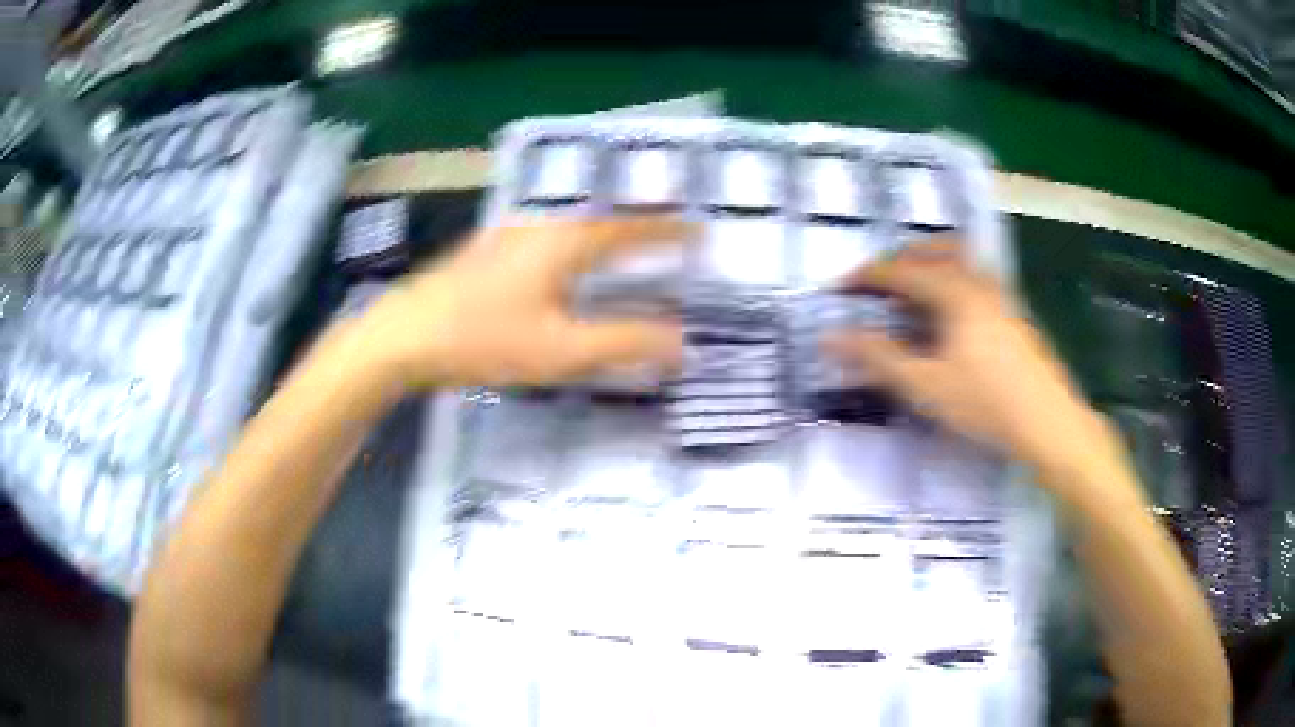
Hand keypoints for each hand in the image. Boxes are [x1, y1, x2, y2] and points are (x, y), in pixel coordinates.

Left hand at [358, 215, 691, 388]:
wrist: (402, 335)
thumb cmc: (483, 339)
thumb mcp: (561, 350)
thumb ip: (624, 343)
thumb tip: (681, 341)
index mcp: (565, 242)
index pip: (631, 230)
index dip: (669, 231)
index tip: (702, 230)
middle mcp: (540, 227)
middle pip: (602, 223)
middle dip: (640, 231)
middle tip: (671, 242)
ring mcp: (509, 236)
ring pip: (572, 230)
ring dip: (606, 239)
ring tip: (629, 254)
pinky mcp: (488, 253)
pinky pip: (549, 242)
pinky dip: (576, 251)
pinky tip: (566, 269)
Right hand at [825, 240, 1105, 471]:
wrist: (1048, 423)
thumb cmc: (985, 403)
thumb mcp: (925, 386)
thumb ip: (878, 358)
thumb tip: (831, 337)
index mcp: (954, 290)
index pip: (900, 271)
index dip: (866, 276)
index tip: (838, 287)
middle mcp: (978, 281)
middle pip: (933, 250)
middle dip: (900, 260)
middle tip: (877, 284)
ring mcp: (1000, 295)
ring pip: (959, 260)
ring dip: (928, 266)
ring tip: (910, 294)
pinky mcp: (1013, 313)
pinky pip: (973, 279)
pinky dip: (950, 281)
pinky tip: (948, 317)